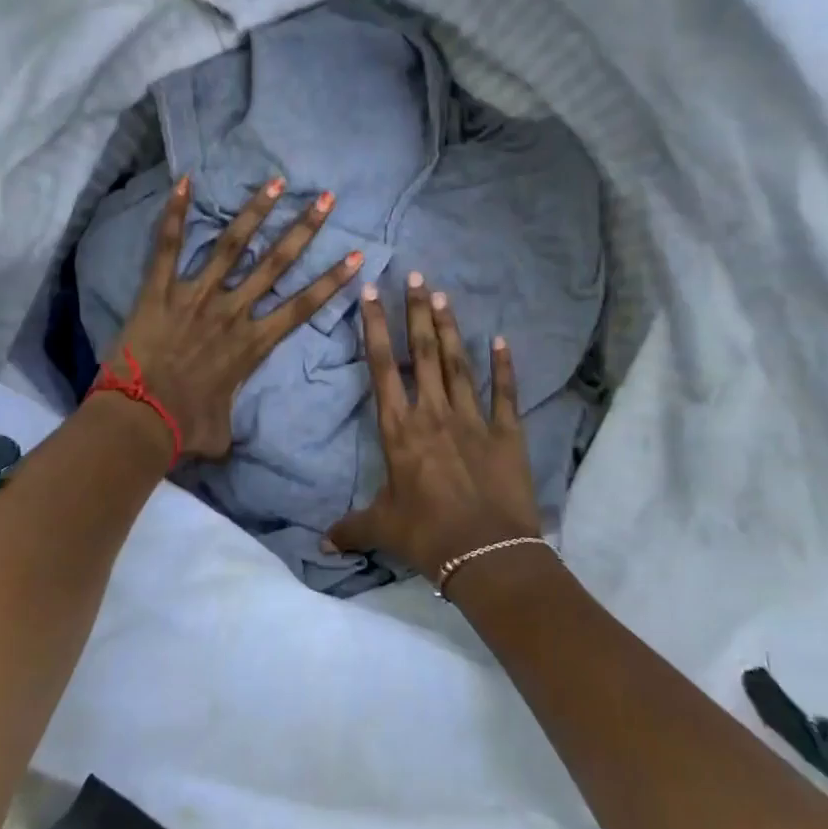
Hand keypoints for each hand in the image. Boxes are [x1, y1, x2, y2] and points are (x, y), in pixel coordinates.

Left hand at [108, 175, 361, 460]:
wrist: (139, 421)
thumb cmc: (184, 428)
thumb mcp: (221, 431)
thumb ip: (231, 422)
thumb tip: (228, 436)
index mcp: (253, 343)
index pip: (303, 305)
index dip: (332, 280)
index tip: (355, 255)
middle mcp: (232, 311)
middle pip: (276, 263)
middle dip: (304, 229)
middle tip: (326, 199)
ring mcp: (195, 296)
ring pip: (232, 245)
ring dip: (255, 212)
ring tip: (276, 181)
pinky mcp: (159, 291)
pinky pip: (168, 246)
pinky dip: (175, 213)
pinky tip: (185, 181)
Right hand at [327, 273, 540, 580]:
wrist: (486, 553)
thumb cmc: (426, 535)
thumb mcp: (382, 529)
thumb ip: (351, 529)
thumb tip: (321, 545)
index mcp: (399, 430)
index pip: (382, 368)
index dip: (375, 328)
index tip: (372, 293)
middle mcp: (433, 414)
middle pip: (423, 352)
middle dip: (416, 312)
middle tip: (415, 275)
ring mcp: (473, 420)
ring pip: (458, 364)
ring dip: (449, 328)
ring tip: (442, 294)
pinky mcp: (506, 433)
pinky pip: (504, 393)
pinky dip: (504, 366)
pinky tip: (502, 340)